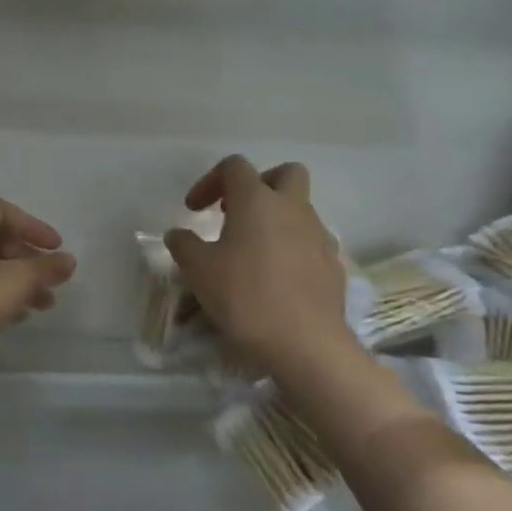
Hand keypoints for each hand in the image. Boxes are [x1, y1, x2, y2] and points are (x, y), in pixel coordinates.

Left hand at [0, 199, 77, 359]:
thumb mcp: (17, 282)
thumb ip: (46, 268)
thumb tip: (68, 260)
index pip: (2, 211)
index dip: (33, 226)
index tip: (56, 249)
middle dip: (27, 260)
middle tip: (50, 281)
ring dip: (16, 280)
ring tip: (43, 305)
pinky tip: (16, 316)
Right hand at [164, 156, 354, 376]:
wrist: (305, 343)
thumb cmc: (245, 297)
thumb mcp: (198, 270)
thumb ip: (184, 245)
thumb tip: (178, 234)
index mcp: (257, 200)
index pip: (234, 166)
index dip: (210, 181)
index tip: (194, 210)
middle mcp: (292, 208)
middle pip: (285, 173)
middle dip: (260, 184)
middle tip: (237, 212)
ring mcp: (319, 235)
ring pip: (300, 209)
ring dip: (277, 219)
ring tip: (253, 251)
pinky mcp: (333, 264)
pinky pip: (311, 241)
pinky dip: (293, 248)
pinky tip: (277, 277)